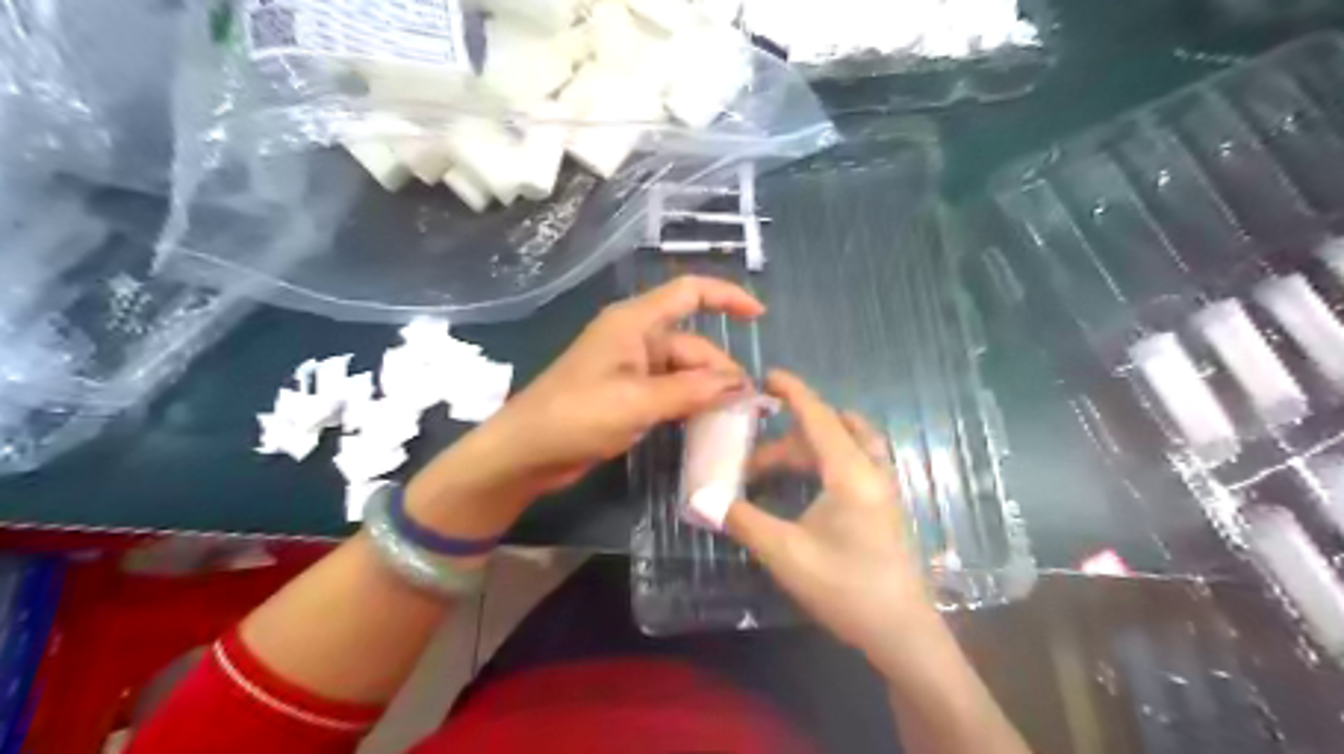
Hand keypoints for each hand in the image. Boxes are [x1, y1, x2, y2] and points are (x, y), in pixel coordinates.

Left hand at [456, 277, 760, 492]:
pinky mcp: (626, 394)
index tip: (759, 317)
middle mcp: (635, 338)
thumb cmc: (576, 415)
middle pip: (691, 343)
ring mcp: (630, 368)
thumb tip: (740, 385)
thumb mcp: (637, 402)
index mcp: (634, 323)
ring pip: (682, 371)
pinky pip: (668, 391)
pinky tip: (707, 423)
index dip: (726, 297)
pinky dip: (688, 403)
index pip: (689, 293)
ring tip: (734, 418)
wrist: (526, 452)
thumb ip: (691, 392)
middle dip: (720, 370)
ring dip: (707, 391)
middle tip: (747, 406)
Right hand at [724, 371, 937, 657]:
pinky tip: (803, 487)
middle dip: (788, 437)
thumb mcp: (785, 553)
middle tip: (753, 459)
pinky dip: (824, 460)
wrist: (901, 633)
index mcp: (851, 473)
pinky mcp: (884, 505)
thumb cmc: (845, 588)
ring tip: (772, 470)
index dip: (794, 393)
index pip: (819, 417)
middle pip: (830, 431)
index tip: (768, 375)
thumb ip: (743, 520)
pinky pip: (855, 461)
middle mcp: (872, 470)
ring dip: (808, 448)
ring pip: (846, 445)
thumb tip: (706, 499)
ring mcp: (883, 487)